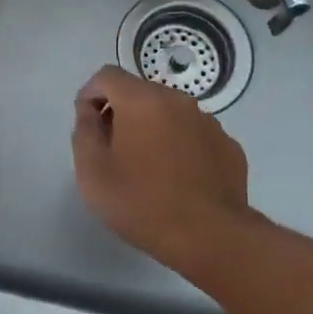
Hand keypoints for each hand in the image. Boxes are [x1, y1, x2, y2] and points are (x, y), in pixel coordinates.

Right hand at [71, 65, 252, 270]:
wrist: (212, 237)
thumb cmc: (143, 203)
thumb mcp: (93, 173)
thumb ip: (84, 132)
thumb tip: (90, 112)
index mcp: (142, 100)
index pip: (107, 76)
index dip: (90, 95)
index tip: (87, 125)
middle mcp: (178, 100)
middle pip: (140, 92)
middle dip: (121, 113)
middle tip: (113, 151)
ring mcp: (209, 121)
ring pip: (170, 113)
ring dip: (152, 129)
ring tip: (147, 168)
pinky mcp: (228, 145)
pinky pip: (194, 135)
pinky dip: (180, 146)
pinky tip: (178, 179)